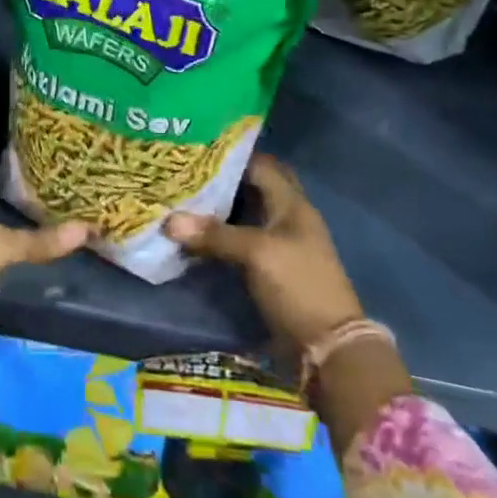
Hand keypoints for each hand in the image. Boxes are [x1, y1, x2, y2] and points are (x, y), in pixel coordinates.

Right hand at [163, 153, 363, 351]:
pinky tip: (196, 234)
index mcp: (292, 203)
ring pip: (246, 214)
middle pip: (253, 188)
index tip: (197, 149)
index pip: (261, 164)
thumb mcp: (256, 254)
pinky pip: (242, 240)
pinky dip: (221, 234)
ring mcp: (281, 244)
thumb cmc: (297, 286)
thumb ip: (214, 234)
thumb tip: (168, 221)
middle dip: (223, 180)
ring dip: (219, 208)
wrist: (328, 348)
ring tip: (183, 198)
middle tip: (187, 173)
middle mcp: (288, 217)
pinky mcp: (272, 268)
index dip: (231, 155)